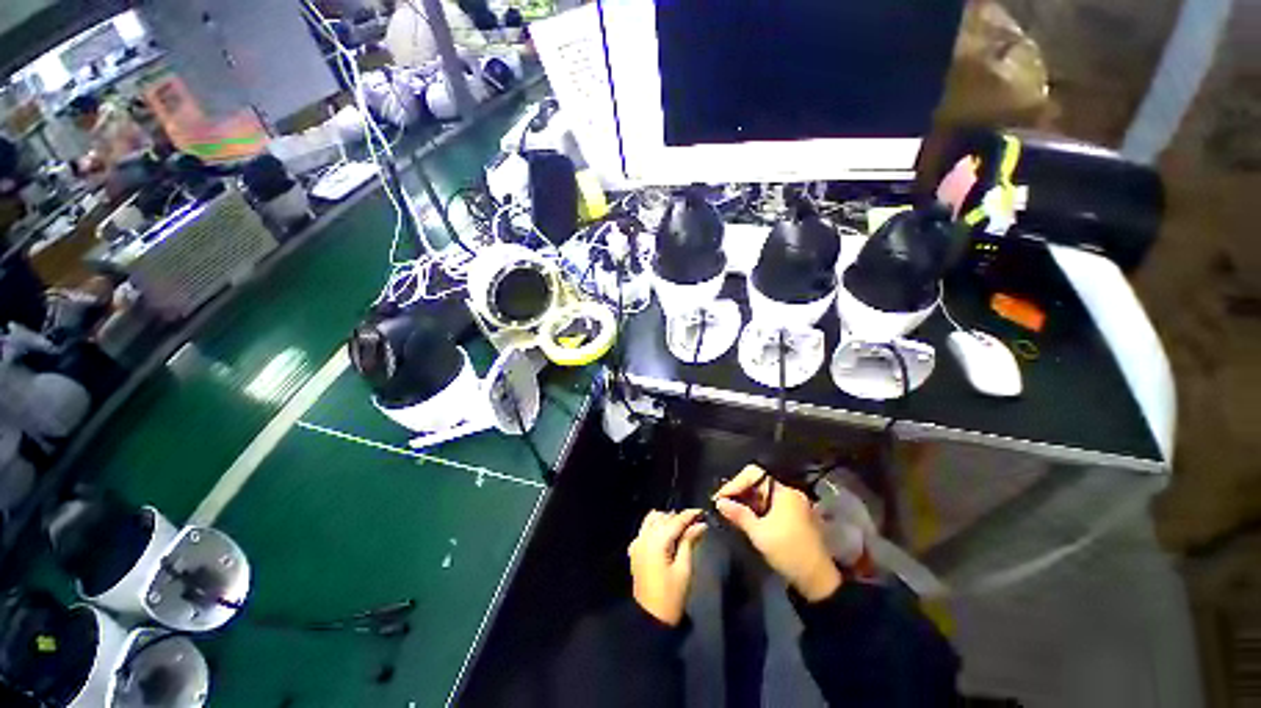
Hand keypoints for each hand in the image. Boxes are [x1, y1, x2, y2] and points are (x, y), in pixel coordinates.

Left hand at [628, 509, 706, 625]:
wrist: (651, 619)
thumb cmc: (671, 596)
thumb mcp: (684, 569)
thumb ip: (689, 542)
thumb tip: (700, 525)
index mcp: (656, 541)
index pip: (675, 521)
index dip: (689, 515)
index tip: (702, 511)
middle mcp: (644, 537)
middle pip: (663, 518)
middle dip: (679, 518)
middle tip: (695, 523)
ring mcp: (637, 543)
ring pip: (652, 520)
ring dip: (666, 520)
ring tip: (682, 528)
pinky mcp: (635, 550)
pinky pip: (645, 529)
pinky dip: (656, 527)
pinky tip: (666, 535)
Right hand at [714, 465, 841, 601]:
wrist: (818, 581)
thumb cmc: (788, 552)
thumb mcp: (759, 533)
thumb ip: (738, 514)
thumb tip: (719, 502)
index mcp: (784, 492)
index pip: (754, 474)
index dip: (735, 483)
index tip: (720, 497)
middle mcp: (790, 494)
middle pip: (759, 484)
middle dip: (739, 492)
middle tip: (722, 504)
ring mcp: (794, 506)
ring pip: (764, 496)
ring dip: (746, 502)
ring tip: (730, 512)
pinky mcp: (795, 519)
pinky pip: (771, 506)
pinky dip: (757, 510)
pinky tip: (745, 519)